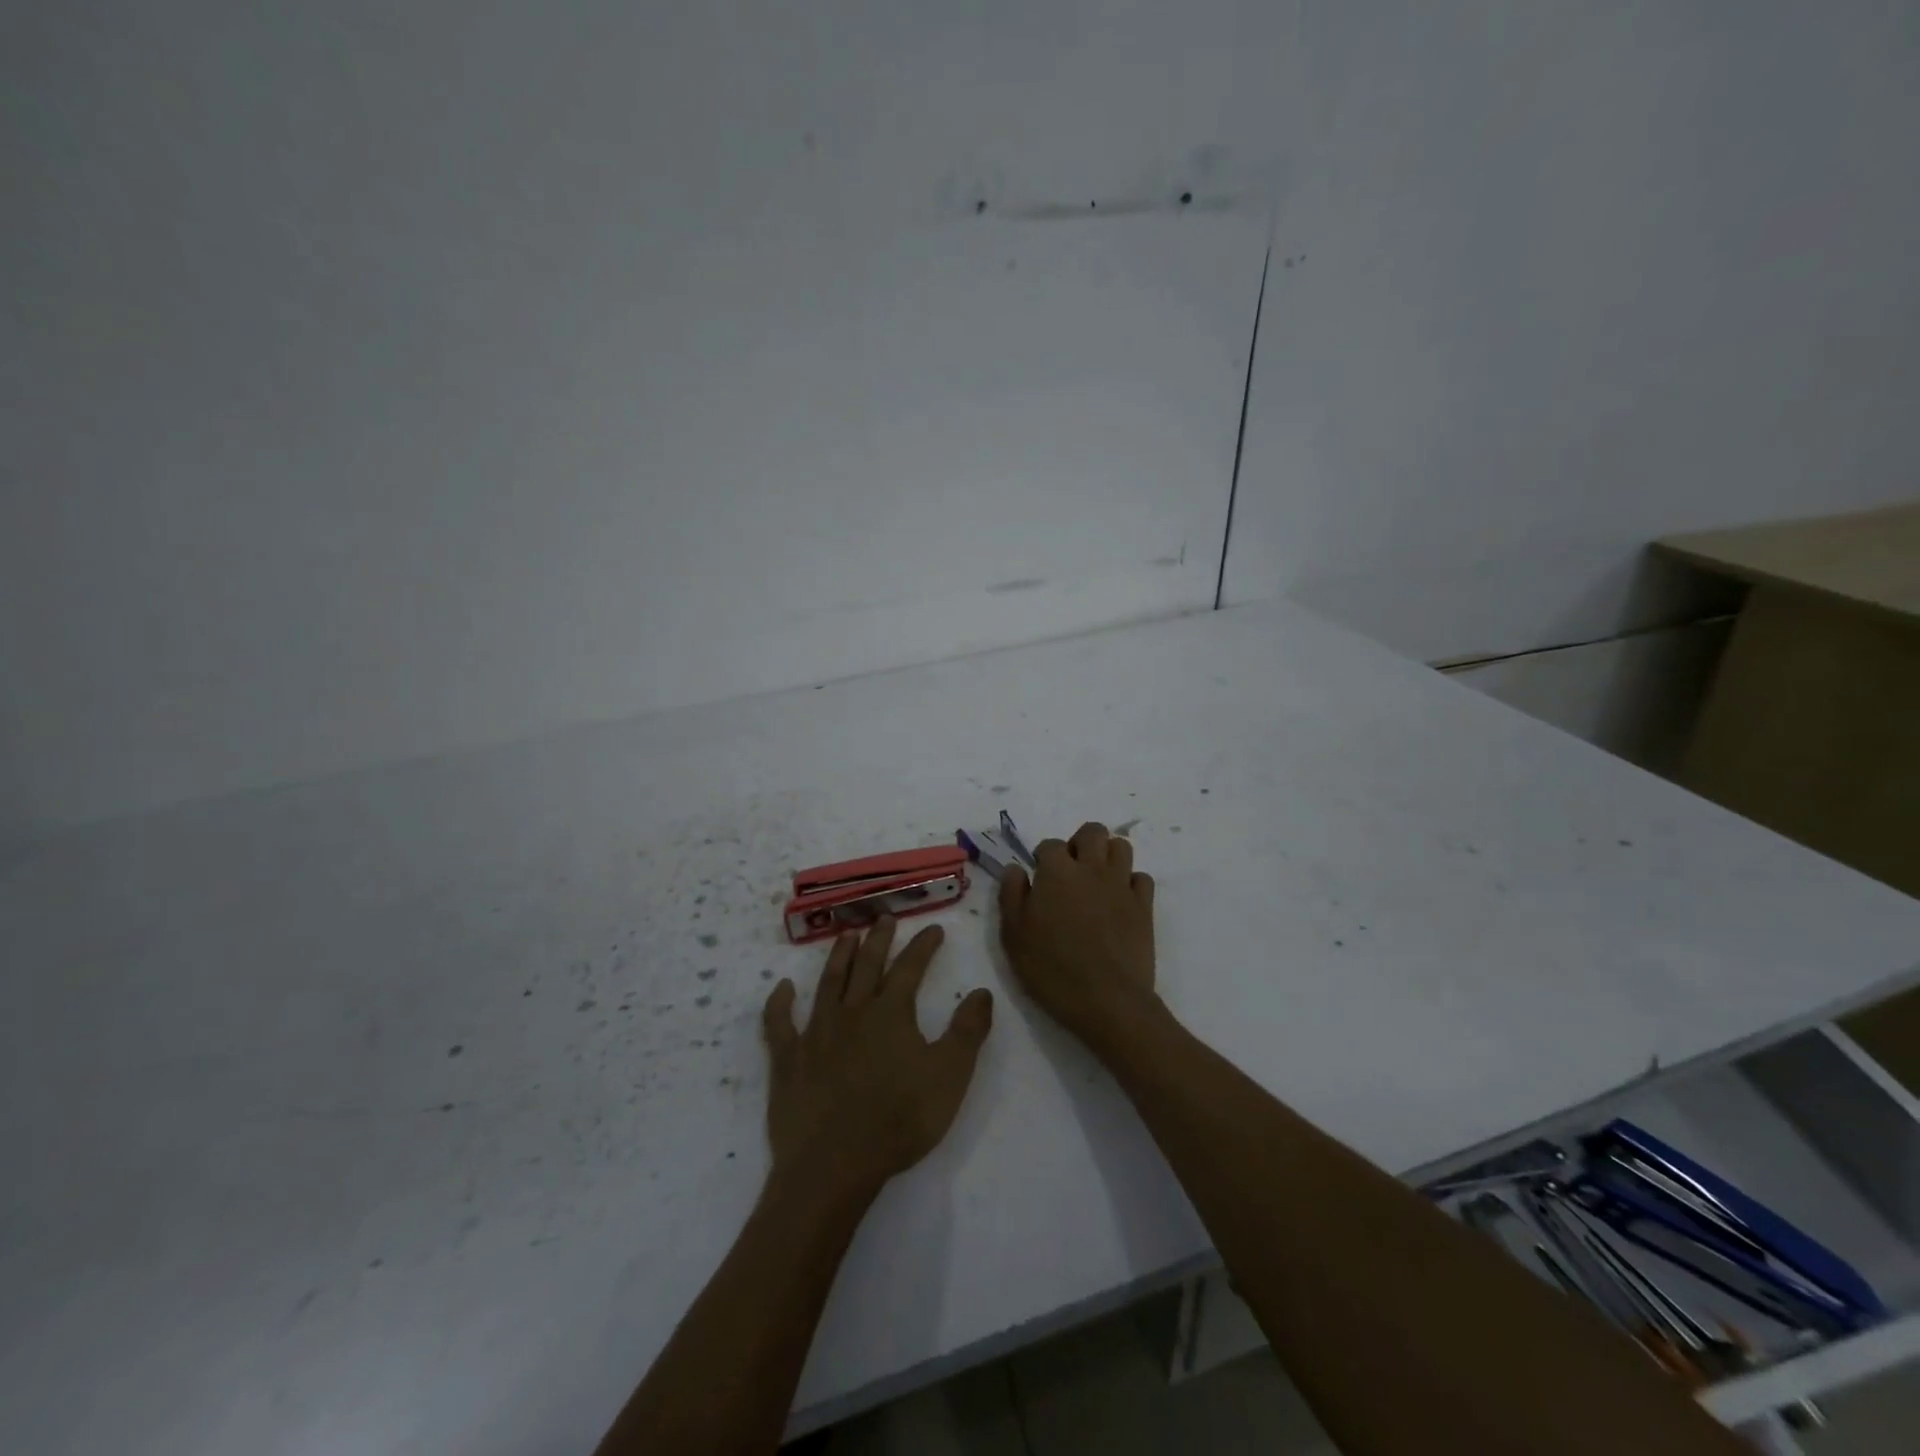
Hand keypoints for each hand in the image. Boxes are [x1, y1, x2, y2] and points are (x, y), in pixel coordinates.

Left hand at [762, 918, 994, 1199]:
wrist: (834, 1164)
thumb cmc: (899, 1120)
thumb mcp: (950, 1077)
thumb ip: (968, 1031)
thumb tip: (982, 991)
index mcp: (891, 1013)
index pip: (910, 968)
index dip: (923, 946)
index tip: (934, 929)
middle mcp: (852, 1012)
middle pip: (867, 965)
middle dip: (878, 939)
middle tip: (884, 917)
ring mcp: (816, 1033)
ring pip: (828, 983)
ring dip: (838, 956)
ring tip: (846, 935)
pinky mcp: (788, 1059)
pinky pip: (780, 1024)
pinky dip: (780, 1003)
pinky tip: (783, 988)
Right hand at [999, 821, 1157, 1044]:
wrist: (1107, 1001)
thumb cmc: (1052, 969)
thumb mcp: (1014, 936)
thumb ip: (1011, 895)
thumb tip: (1016, 868)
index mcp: (1057, 872)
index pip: (1050, 844)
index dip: (1043, 857)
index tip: (1039, 878)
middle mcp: (1092, 869)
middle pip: (1093, 831)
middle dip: (1080, 843)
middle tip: (1070, 871)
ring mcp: (1122, 885)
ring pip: (1121, 847)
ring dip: (1108, 856)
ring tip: (1096, 880)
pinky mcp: (1144, 906)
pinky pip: (1141, 878)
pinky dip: (1130, 883)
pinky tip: (1119, 901)